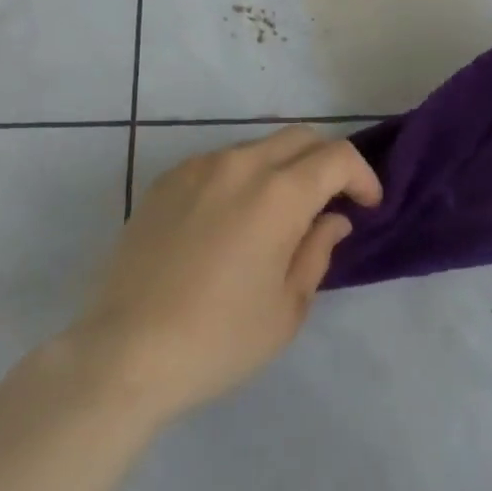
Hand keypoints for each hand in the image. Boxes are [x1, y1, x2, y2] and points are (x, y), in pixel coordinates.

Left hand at [68, 126, 381, 425]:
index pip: (337, 157)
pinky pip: (219, 163)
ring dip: (281, 170)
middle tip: (329, 203)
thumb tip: (332, 218)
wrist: (125, 352)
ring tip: (275, 217)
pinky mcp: (168, 179)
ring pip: (258, 148)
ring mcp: (200, 166)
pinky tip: (228, 223)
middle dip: (325, 163)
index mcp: (279, 193)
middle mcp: (242, 163)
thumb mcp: (286, 309)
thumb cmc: (218, 339)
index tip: (367, 205)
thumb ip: (317, 251)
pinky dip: (240, 179)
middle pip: (300, 138)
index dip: (362, 175)